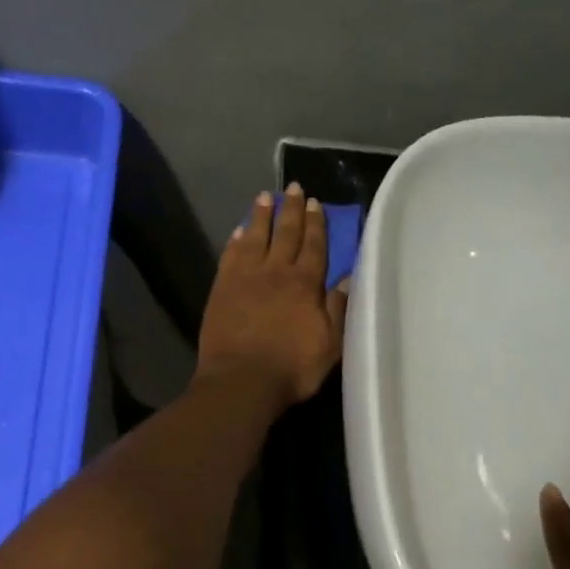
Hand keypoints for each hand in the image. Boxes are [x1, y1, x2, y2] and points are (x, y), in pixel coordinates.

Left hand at [195, 184, 347, 410]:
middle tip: (293, 188)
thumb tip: (348, 278)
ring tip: (265, 197)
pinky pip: (230, 256)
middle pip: (285, 234)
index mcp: (305, 284)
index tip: (315, 203)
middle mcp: (276, 272)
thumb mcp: (330, 345)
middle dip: (291, 209)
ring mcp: (245, 277)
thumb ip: (338, 309)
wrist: (242, 380)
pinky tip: (239, 230)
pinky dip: (236, 240)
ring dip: (261, 216)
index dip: (316, 223)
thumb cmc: (292, 368)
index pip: (314, 245)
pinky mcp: (221, 288)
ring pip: (255, 237)